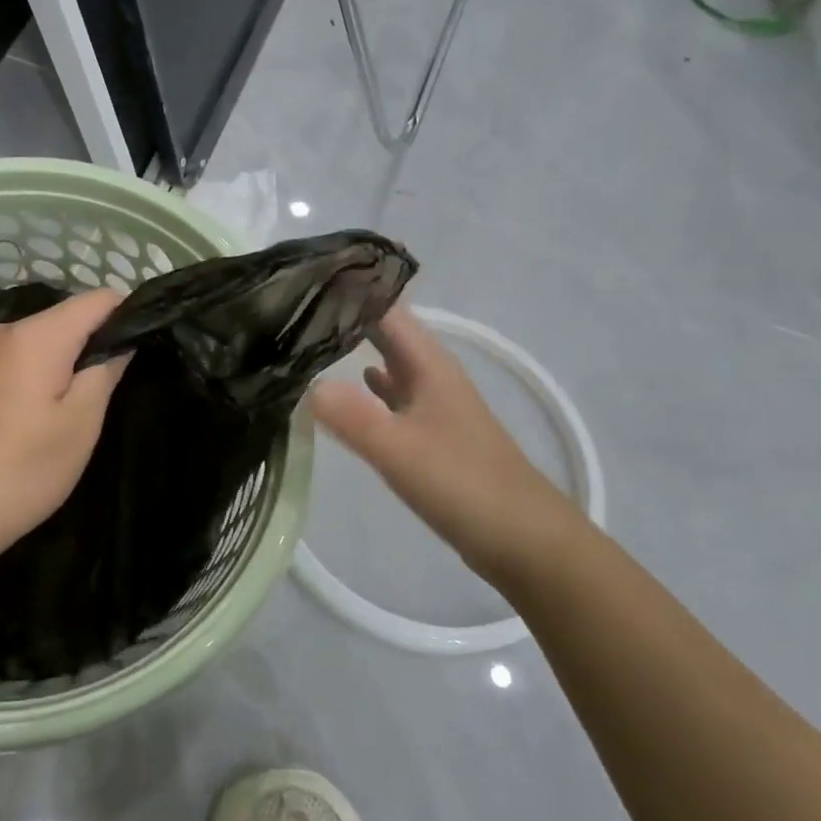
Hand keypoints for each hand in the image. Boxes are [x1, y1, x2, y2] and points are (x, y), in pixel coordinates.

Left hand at [0, 289, 130, 566]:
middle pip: (67, 317)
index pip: (97, 299)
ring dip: (69, 362)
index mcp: (35, 334)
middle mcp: (5, 330)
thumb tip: (120, 341)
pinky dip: (42, 374)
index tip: (146, 347)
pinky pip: (20, 359)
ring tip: (83, 406)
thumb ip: (105, 371)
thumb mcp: (81, 423)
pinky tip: (44, 415)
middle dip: (96, 343)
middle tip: (116, 388)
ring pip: (43, 340)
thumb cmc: (22, 469)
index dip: (128, 315)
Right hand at [309, 304, 592, 582]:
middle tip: (294, 306)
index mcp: (429, 364)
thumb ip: (355, 418)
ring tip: (308, 339)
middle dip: (347, 315)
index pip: (385, 308)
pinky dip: (368, 387)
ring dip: (355, 349)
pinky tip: (348, 389)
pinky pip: (393, 395)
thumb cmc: (466, 487)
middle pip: (387, 331)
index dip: (349, 289)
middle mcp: (432, 374)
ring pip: (390, 361)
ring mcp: (434, 404)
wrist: (526, 541)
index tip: (303, 279)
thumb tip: (306, 385)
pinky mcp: (432, 433)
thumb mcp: (403, 452)